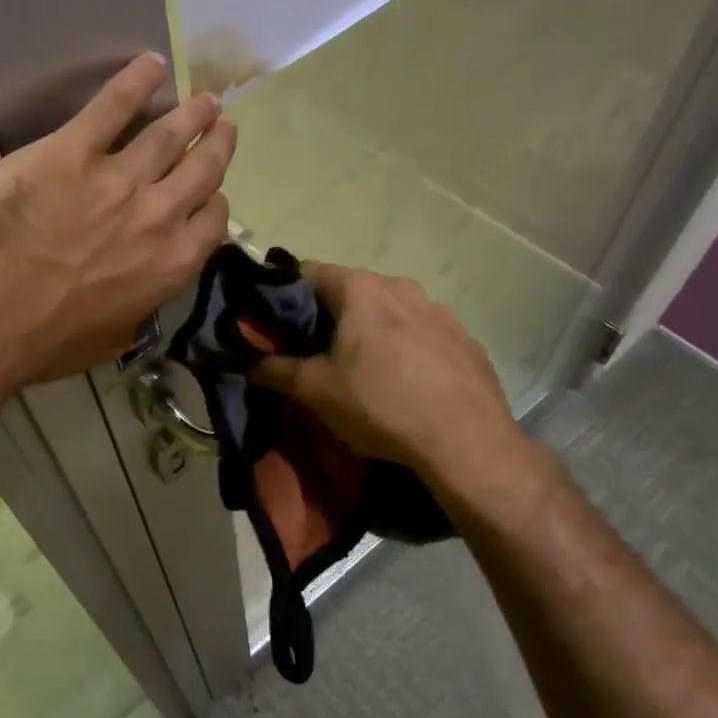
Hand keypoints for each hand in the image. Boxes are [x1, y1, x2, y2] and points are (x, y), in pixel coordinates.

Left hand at [0, 54, 235, 384]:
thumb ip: (134, 311)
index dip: (214, 205)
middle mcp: (157, 215)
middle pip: (200, 171)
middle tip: (224, 126)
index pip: (212, 223)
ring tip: (206, 99)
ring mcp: (117, 178)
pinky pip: (110, 107)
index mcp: (169, 265)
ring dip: (191, 114)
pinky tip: (150, 63)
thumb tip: (137, 299)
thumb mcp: (108, 341)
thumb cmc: (43, 341)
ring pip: (168, 135)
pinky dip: (133, 81)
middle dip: (217, 146)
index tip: (211, 196)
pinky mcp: (71, 152)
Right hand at [252, 263, 546, 507]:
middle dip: (328, 315)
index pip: (307, 272)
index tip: (274, 322)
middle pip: (350, 290)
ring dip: (369, 330)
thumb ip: (276, 369)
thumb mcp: (315, 390)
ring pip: (389, 310)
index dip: (284, 294)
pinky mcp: (466, 340)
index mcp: (361, 289)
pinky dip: (405, 347)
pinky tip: (403, 382)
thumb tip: (248, 362)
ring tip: (360, 368)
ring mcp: (440, 311)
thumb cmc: (381, 405)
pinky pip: (422, 333)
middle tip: (312, 349)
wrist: (468, 445)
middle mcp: (401, 287)